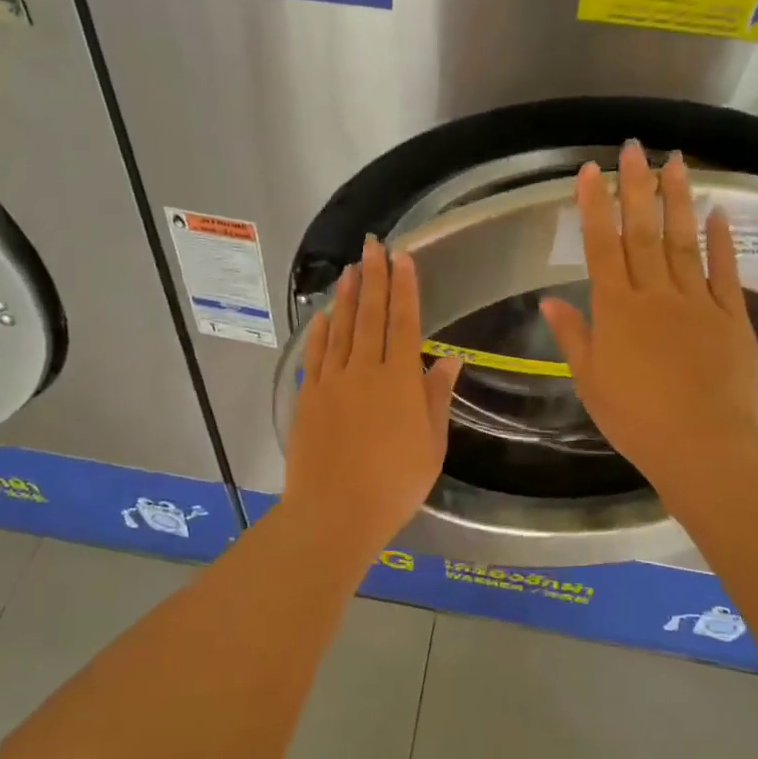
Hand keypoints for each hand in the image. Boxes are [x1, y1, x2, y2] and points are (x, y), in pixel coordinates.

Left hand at [282, 236, 462, 555]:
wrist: (334, 513)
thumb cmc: (393, 486)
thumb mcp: (430, 446)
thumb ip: (436, 398)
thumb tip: (449, 358)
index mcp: (399, 382)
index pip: (404, 322)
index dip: (404, 287)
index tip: (403, 257)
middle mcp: (364, 372)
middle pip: (369, 316)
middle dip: (373, 277)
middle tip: (372, 245)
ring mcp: (331, 382)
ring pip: (340, 329)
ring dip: (345, 297)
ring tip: (350, 269)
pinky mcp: (308, 397)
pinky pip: (314, 355)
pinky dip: (319, 332)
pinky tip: (322, 316)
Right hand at [541, 142, 757, 505]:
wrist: (701, 443)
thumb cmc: (635, 418)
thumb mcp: (590, 380)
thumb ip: (573, 336)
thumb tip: (549, 301)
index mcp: (616, 310)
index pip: (601, 247)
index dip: (595, 207)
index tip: (592, 170)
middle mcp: (655, 295)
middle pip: (643, 233)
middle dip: (636, 187)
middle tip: (634, 147)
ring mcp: (697, 302)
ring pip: (684, 241)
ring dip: (678, 200)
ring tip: (676, 162)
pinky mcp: (731, 317)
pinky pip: (724, 272)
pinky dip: (721, 241)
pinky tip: (718, 213)